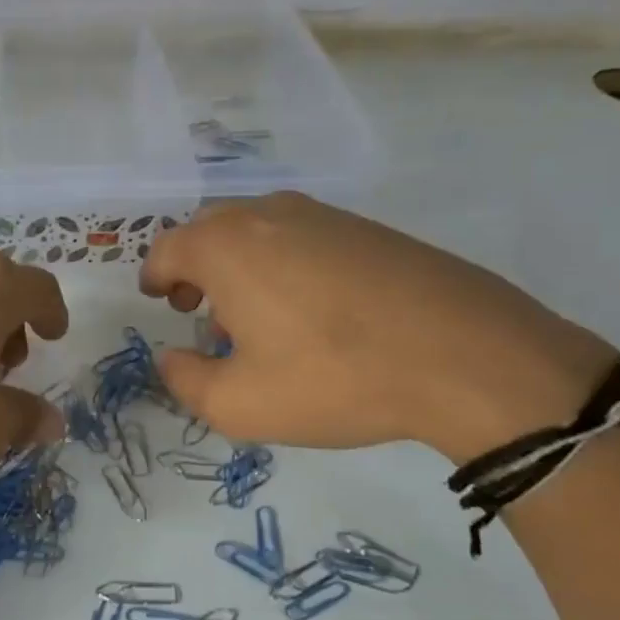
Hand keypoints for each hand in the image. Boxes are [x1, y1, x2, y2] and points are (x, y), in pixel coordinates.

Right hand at [140, 192, 613, 458]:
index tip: (160, 299)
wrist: (464, 354)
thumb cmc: (333, 377)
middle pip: (210, 232)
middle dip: (195, 268)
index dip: (155, 276)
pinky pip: (303, 238)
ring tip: (257, 319)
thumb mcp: (239, 404)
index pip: (167, 249)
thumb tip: (171, 358)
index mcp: (225, 247)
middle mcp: (267, 216)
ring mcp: (323, 216)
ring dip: (241, 267)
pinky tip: (311, 311)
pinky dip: (285, 265)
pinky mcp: (368, 229)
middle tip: (201, 310)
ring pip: (258, 232)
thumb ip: (186, 381)